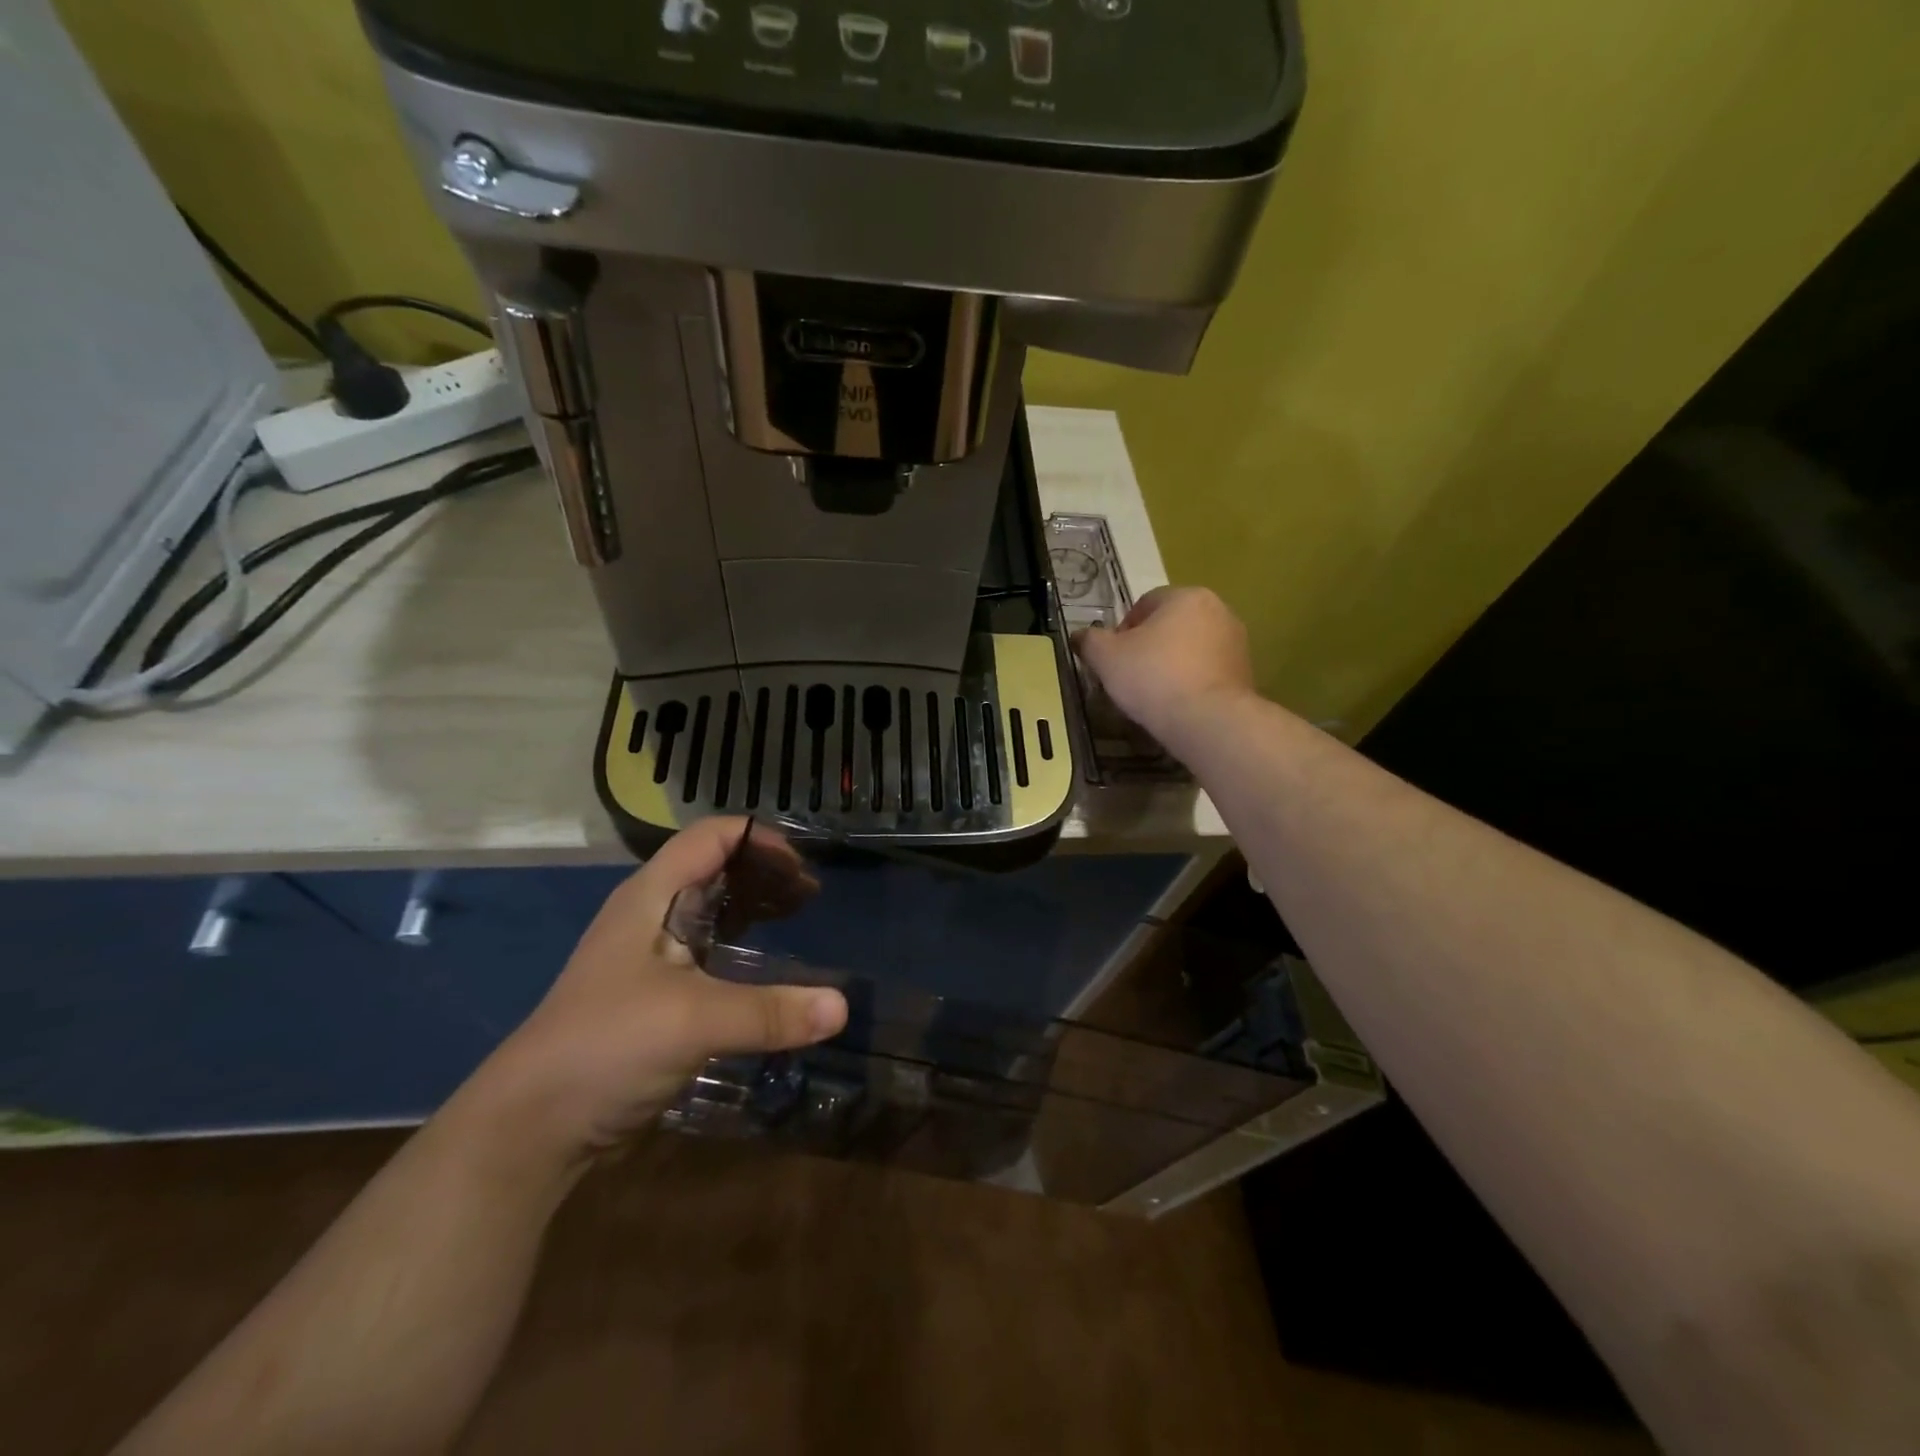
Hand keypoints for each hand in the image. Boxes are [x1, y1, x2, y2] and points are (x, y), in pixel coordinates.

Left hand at [479, 819, 847, 1156]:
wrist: (532, 1126)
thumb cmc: (605, 1046)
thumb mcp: (692, 1021)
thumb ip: (769, 1012)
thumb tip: (842, 1008)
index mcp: (650, 896)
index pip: (710, 837)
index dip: (759, 839)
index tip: (804, 866)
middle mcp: (650, 915)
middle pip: (715, 868)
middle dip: (765, 873)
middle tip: (812, 895)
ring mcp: (650, 957)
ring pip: (712, 911)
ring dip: (755, 909)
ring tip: (799, 920)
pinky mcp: (655, 995)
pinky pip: (709, 953)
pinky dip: (743, 949)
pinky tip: (768, 971)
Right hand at [1076, 586, 1255, 749]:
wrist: (1208, 721)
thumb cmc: (1153, 678)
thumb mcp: (1106, 657)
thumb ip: (1089, 641)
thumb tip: (1079, 636)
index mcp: (1185, 596)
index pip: (1144, 604)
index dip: (1122, 631)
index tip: (1114, 660)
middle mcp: (1217, 610)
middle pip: (1170, 625)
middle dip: (1149, 647)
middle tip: (1130, 677)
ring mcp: (1236, 642)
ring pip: (1191, 648)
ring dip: (1172, 664)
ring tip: (1154, 695)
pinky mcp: (1246, 672)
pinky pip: (1208, 671)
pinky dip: (1192, 682)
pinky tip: (1178, 705)